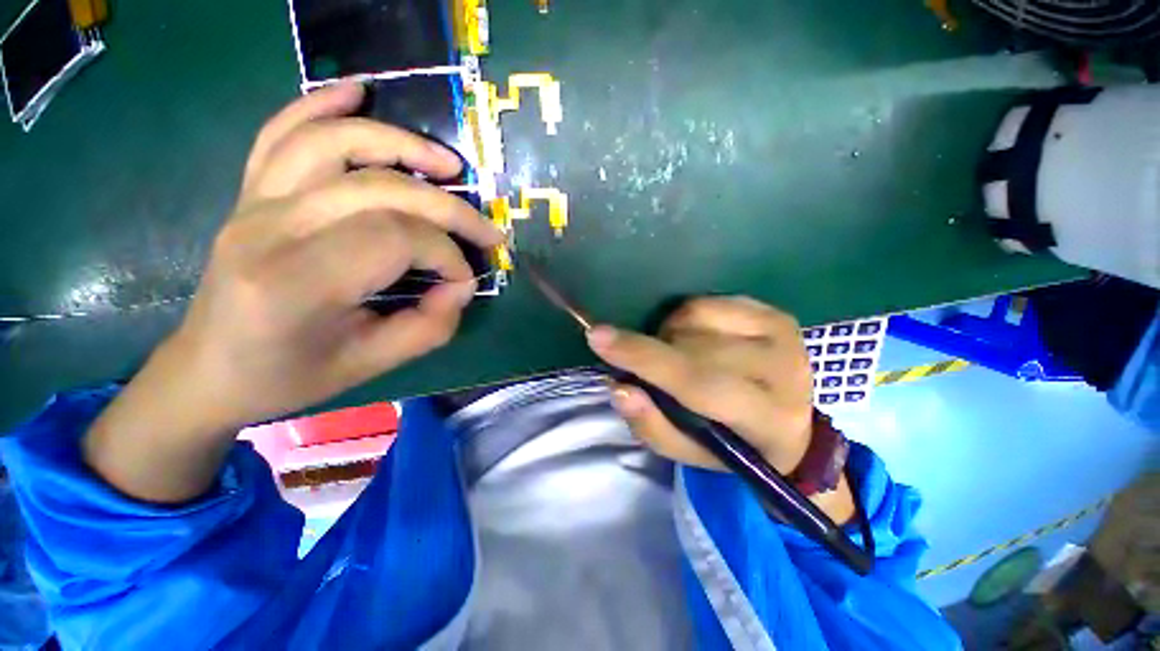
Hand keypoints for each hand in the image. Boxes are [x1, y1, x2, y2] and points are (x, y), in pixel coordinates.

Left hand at [171, 81, 500, 429]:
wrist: (211, 370)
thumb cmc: (291, 376)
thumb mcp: (373, 365)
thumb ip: (431, 325)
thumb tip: (461, 285)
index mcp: (296, 282)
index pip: (396, 239)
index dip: (447, 256)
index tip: (463, 282)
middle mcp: (270, 228)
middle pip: (381, 190)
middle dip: (450, 209)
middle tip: (487, 232)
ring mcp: (254, 202)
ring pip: (335, 144)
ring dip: (402, 145)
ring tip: (449, 164)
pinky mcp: (251, 193)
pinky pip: (281, 132)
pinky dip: (320, 104)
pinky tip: (357, 91)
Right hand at [586, 296, 814, 474]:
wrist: (792, 428)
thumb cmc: (732, 445)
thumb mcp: (687, 451)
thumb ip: (650, 424)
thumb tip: (618, 386)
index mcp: (766, 419)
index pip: (696, 381)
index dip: (643, 357)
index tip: (597, 337)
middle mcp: (783, 371)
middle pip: (690, 345)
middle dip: (655, 351)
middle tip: (653, 368)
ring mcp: (783, 335)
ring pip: (695, 317)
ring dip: (670, 336)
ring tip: (680, 356)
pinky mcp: (775, 313)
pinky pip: (706, 302)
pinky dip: (686, 318)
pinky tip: (697, 339)